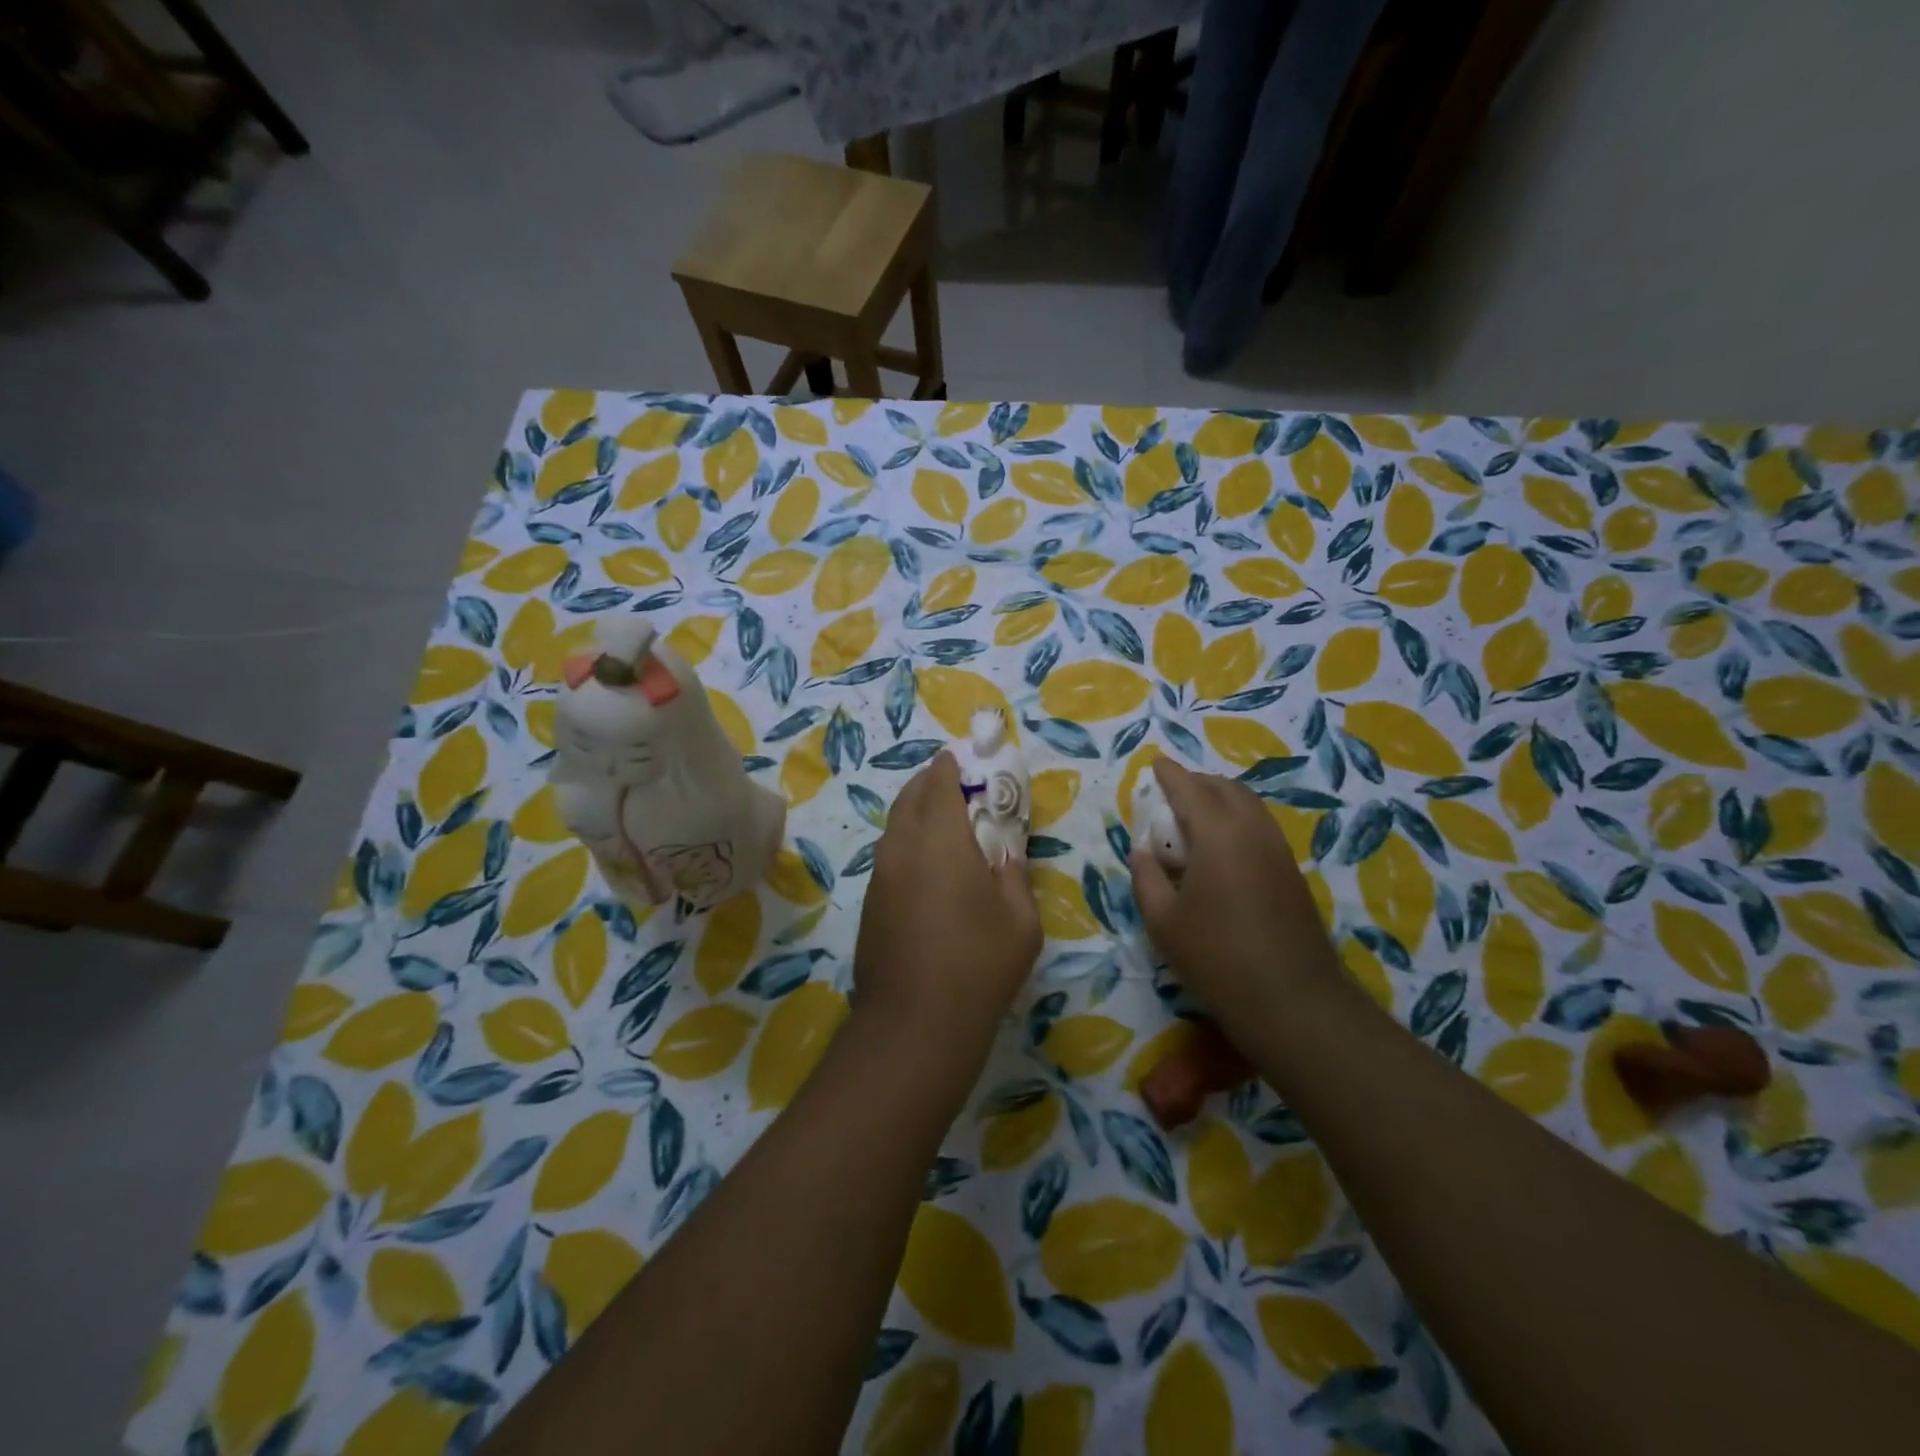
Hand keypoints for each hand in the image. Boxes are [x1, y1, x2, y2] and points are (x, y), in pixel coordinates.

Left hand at [853, 752, 1041, 1060]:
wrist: (913, 1025)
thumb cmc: (978, 966)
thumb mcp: (1021, 920)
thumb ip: (1014, 874)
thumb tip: (1004, 855)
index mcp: (940, 840)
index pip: (940, 782)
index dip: (952, 765)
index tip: (966, 759)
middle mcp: (902, 847)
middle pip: (910, 796)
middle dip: (931, 783)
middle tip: (958, 787)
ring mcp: (880, 875)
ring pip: (895, 825)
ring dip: (917, 813)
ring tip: (945, 825)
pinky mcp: (870, 902)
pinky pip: (889, 853)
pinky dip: (907, 843)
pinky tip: (928, 868)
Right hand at [1128, 757, 1343, 1037]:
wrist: (1291, 998)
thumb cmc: (1216, 957)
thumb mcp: (1163, 922)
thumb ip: (1147, 878)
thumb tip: (1142, 852)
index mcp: (1217, 834)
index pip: (1189, 789)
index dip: (1169, 774)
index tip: (1155, 763)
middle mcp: (1252, 830)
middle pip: (1225, 788)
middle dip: (1197, 781)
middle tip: (1172, 791)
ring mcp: (1277, 849)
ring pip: (1249, 804)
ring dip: (1221, 798)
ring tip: (1195, 815)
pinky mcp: (1291, 871)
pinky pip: (1260, 826)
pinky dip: (1237, 818)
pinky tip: (1222, 846)